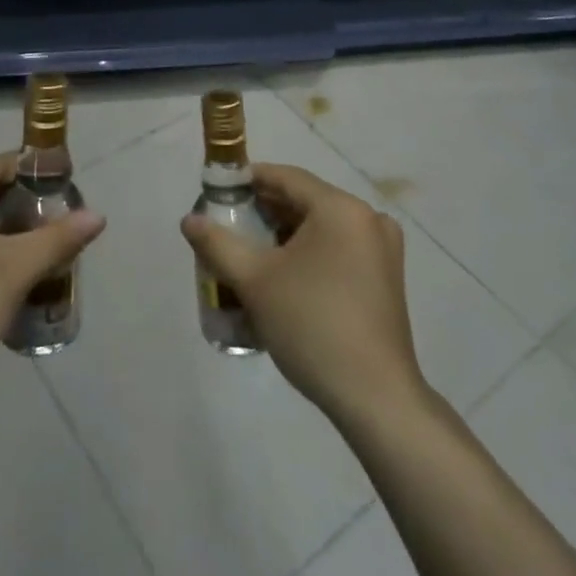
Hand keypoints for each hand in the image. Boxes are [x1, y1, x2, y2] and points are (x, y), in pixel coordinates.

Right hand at [181, 163, 424, 423]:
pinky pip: (339, 248)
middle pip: (304, 201)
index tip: (218, 195)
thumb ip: (217, 244)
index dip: (248, 181)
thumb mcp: (255, 281)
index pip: (285, 177)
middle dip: (264, 212)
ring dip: (285, 236)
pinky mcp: (386, 278)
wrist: (375, 398)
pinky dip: (309, 254)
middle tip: (229, 228)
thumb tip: (189, 220)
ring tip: (250, 256)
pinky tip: (283, 279)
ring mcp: (382, 249)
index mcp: (340, 208)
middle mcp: (367, 218)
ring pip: (321, 227)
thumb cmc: (312, 326)